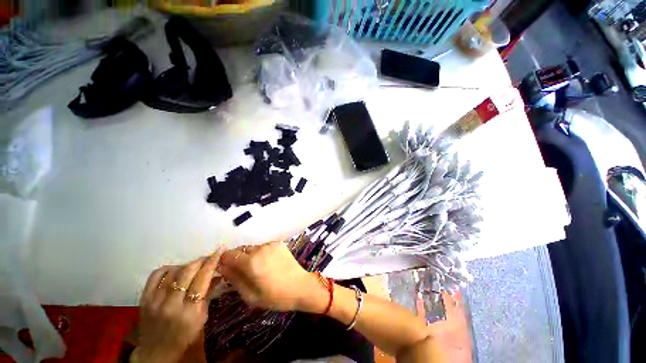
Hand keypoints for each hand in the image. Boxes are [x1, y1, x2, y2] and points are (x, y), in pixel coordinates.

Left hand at [135, 248, 224, 362]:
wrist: (156, 352)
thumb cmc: (184, 336)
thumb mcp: (202, 318)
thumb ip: (208, 294)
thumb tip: (218, 274)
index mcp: (189, 311)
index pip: (202, 279)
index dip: (212, 262)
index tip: (220, 250)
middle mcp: (171, 304)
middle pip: (187, 272)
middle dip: (201, 260)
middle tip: (209, 257)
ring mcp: (155, 301)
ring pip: (173, 271)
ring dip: (187, 265)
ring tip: (194, 266)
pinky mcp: (144, 299)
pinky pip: (156, 275)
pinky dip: (168, 268)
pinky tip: (175, 269)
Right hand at [217, 242, 326, 312]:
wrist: (300, 286)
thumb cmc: (275, 296)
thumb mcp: (251, 296)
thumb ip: (234, 280)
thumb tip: (223, 268)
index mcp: (251, 263)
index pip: (228, 255)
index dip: (224, 262)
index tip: (226, 270)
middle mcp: (260, 249)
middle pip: (240, 250)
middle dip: (237, 259)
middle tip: (242, 272)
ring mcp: (270, 244)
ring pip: (252, 248)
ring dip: (250, 256)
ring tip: (257, 269)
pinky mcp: (278, 243)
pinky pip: (263, 247)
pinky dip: (261, 253)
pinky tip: (268, 263)